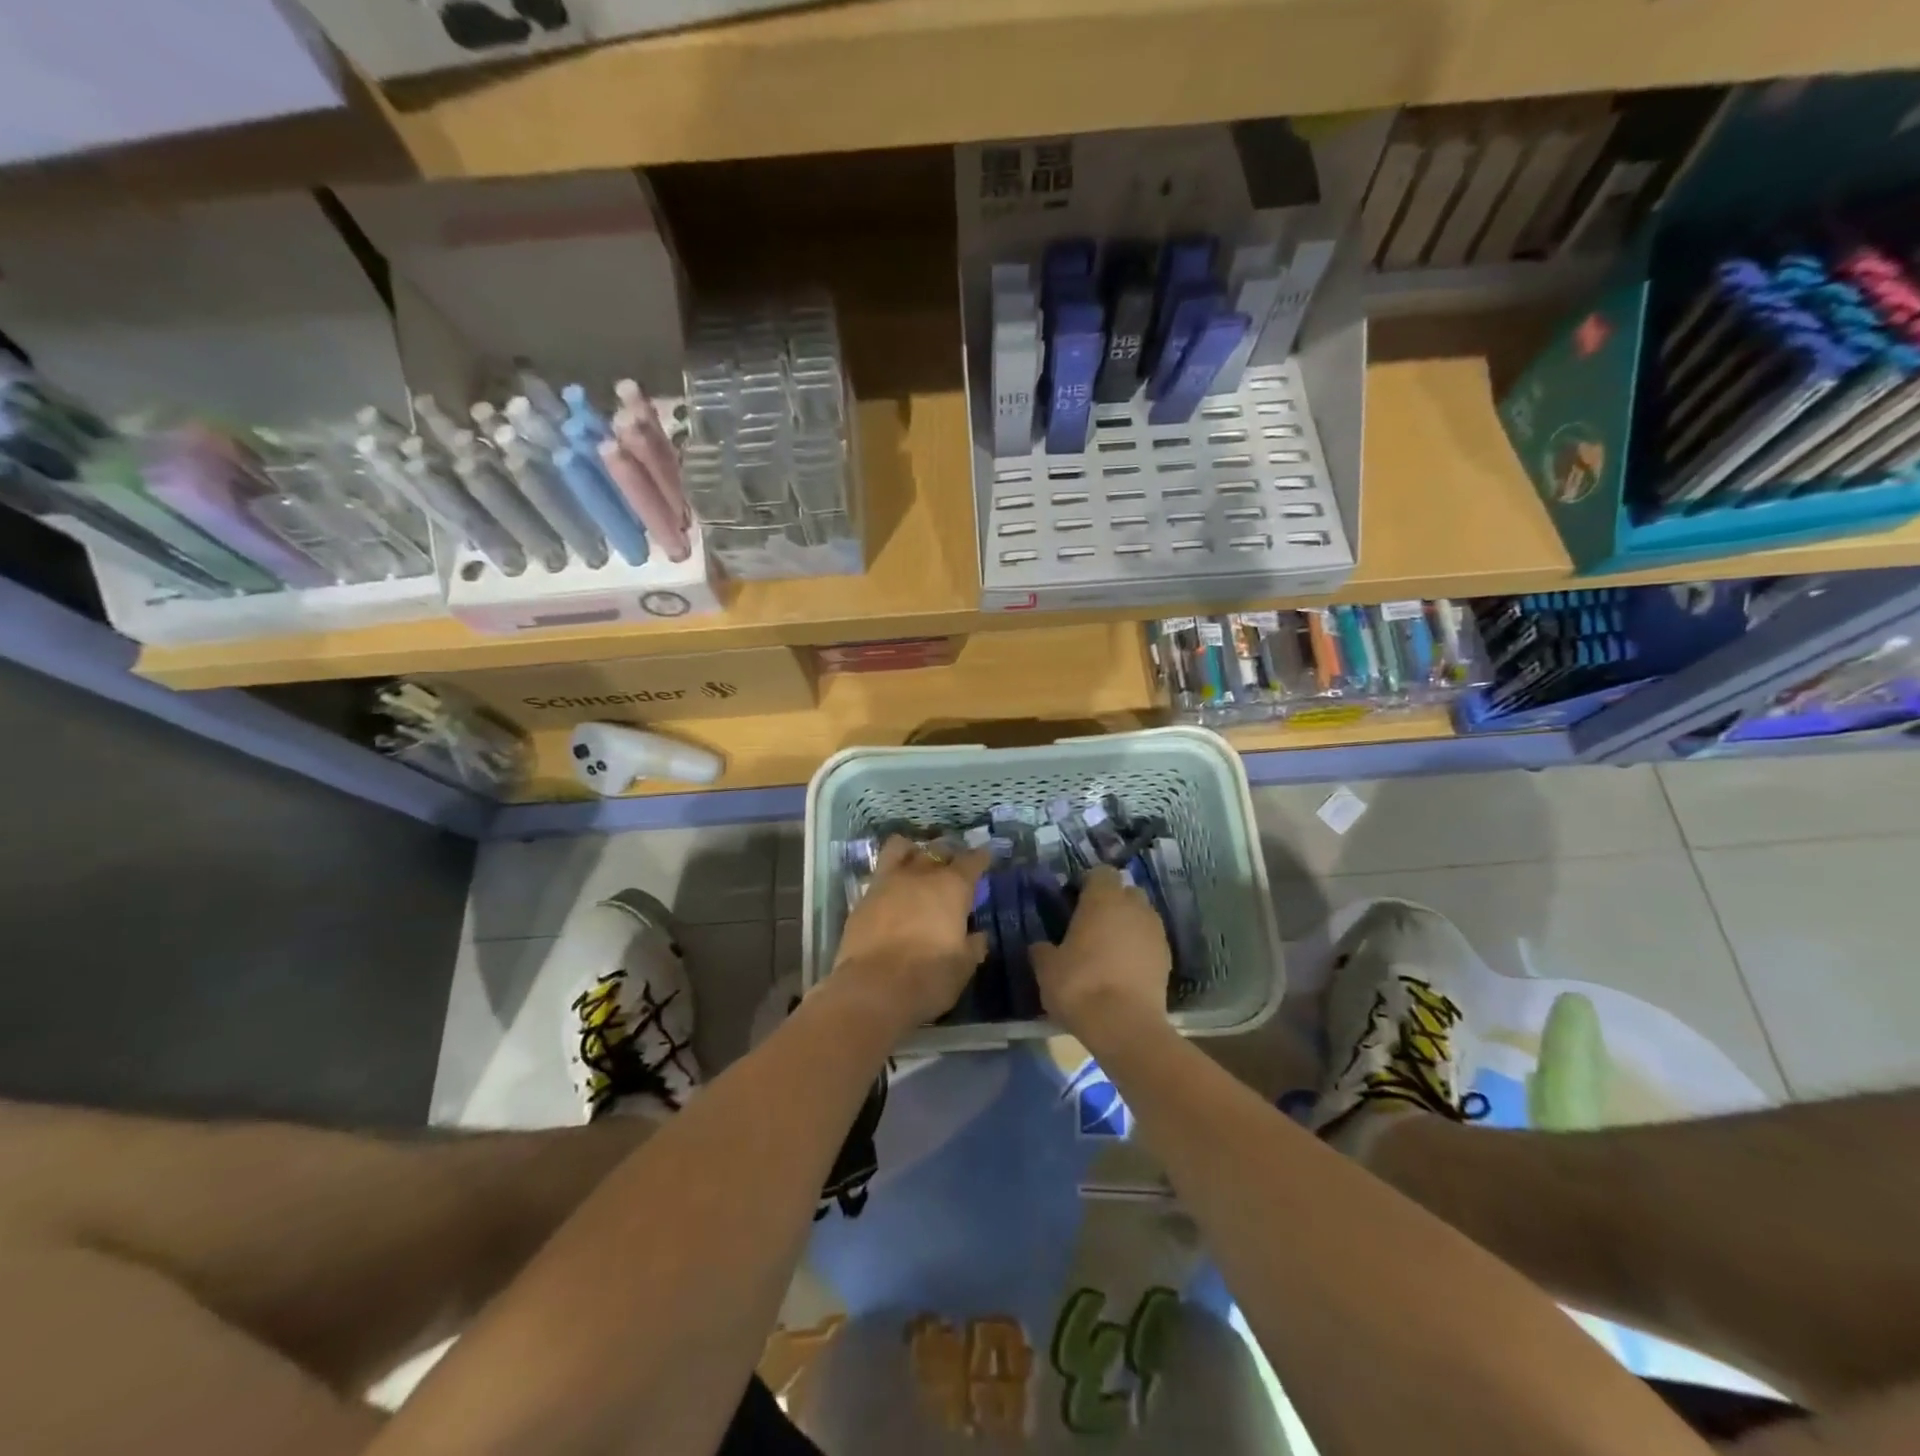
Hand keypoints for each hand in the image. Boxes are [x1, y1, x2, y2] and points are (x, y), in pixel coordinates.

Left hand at [829, 837, 989, 1033]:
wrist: (873, 989)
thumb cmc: (929, 977)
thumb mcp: (963, 966)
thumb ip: (973, 946)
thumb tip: (977, 936)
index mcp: (951, 887)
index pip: (972, 861)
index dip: (980, 858)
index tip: (985, 858)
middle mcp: (920, 875)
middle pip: (937, 850)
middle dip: (948, 855)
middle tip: (953, 868)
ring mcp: (887, 882)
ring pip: (900, 848)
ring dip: (912, 852)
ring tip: (917, 863)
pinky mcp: (863, 898)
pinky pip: (880, 875)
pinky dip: (890, 878)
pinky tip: (893, 893)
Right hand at [1032, 866, 1172, 1042]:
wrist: (1125, 1026)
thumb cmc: (1080, 986)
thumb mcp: (1046, 968)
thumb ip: (1043, 950)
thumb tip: (1041, 946)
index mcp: (1103, 899)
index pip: (1100, 872)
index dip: (1087, 883)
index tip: (1073, 900)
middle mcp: (1134, 907)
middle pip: (1125, 891)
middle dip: (1111, 902)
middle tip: (1091, 923)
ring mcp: (1155, 932)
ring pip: (1141, 916)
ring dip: (1127, 925)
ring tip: (1108, 948)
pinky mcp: (1168, 958)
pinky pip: (1150, 942)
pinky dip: (1139, 948)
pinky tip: (1123, 969)